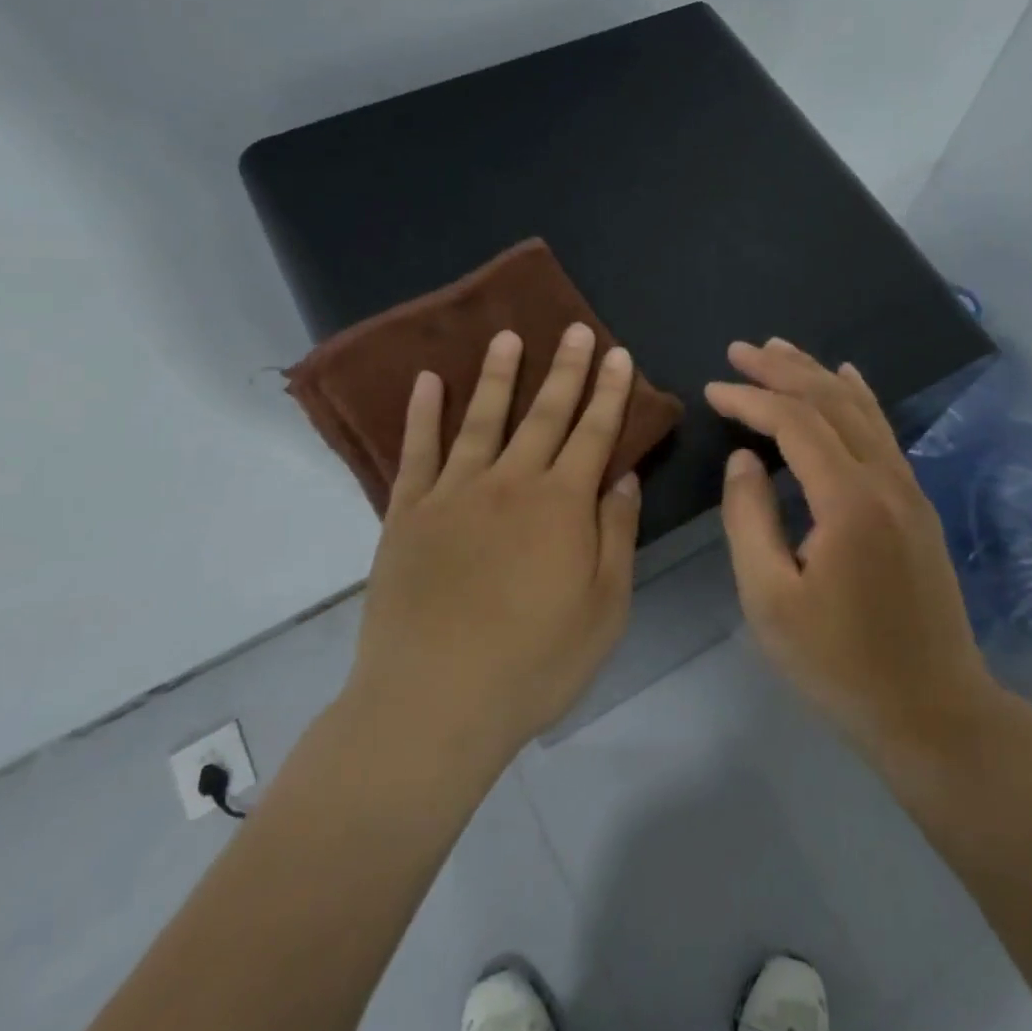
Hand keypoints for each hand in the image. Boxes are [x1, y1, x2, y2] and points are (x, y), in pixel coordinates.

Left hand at [346, 325, 640, 767]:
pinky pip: (417, 451)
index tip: (618, 354)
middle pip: (544, 414)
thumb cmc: (534, 662)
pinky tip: (429, 382)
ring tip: (507, 336)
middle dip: (565, 369)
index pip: (594, 433)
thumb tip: (623, 477)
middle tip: (574, 328)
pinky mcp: (408, 512)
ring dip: (499, 375)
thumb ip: (616, 534)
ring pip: (482, 418)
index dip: (610, 392)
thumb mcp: (605, 608)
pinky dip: (422, 413)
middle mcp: (510, 483)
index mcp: (562, 505)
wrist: (435, 702)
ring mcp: (454, 493)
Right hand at [707, 339, 998, 754]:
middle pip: (831, 402)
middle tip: (740, 348)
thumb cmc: (840, 664)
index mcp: (849, 501)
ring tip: (780, 349)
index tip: (713, 388)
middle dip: (783, 369)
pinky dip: (858, 398)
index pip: (795, 423)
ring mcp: (909, 489)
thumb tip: (743, 459)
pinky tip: (846, 379)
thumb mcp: (771, 600)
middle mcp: (885, 480)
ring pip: (861, 410)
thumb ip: (749, 519)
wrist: (934, 709)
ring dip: (817, 374)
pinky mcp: (916, 504)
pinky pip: (883, 432)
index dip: (751, 398)